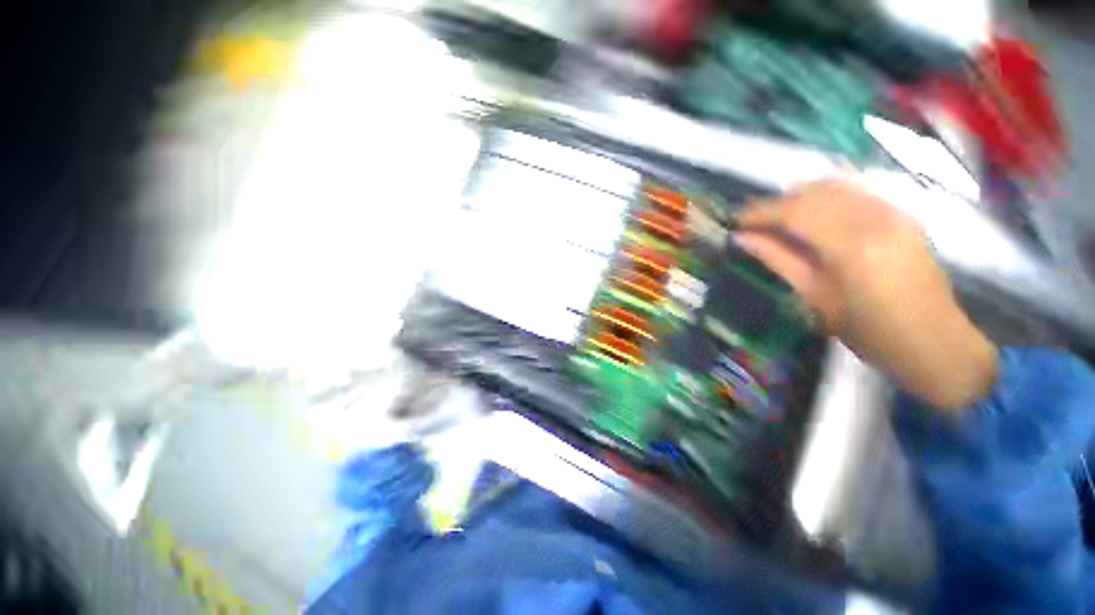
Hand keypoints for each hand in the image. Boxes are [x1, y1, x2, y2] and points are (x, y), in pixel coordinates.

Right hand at [734, 180, 997, 412]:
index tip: (734, 220)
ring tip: (776, 218)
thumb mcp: (815, 297)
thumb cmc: (869, 332)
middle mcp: (875, 217)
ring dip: (799, 197)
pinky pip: (855, 192)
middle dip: (776, 203)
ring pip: (834, 186)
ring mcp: (893, 211)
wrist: (936, 343)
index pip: (795, 212)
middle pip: (813, 193)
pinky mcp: (902, 213)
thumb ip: (778, 259)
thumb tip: (742, 238)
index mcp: (851, 245)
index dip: (760, 212)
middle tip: (751, 222)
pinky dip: (825, 197)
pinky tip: (811, 214)